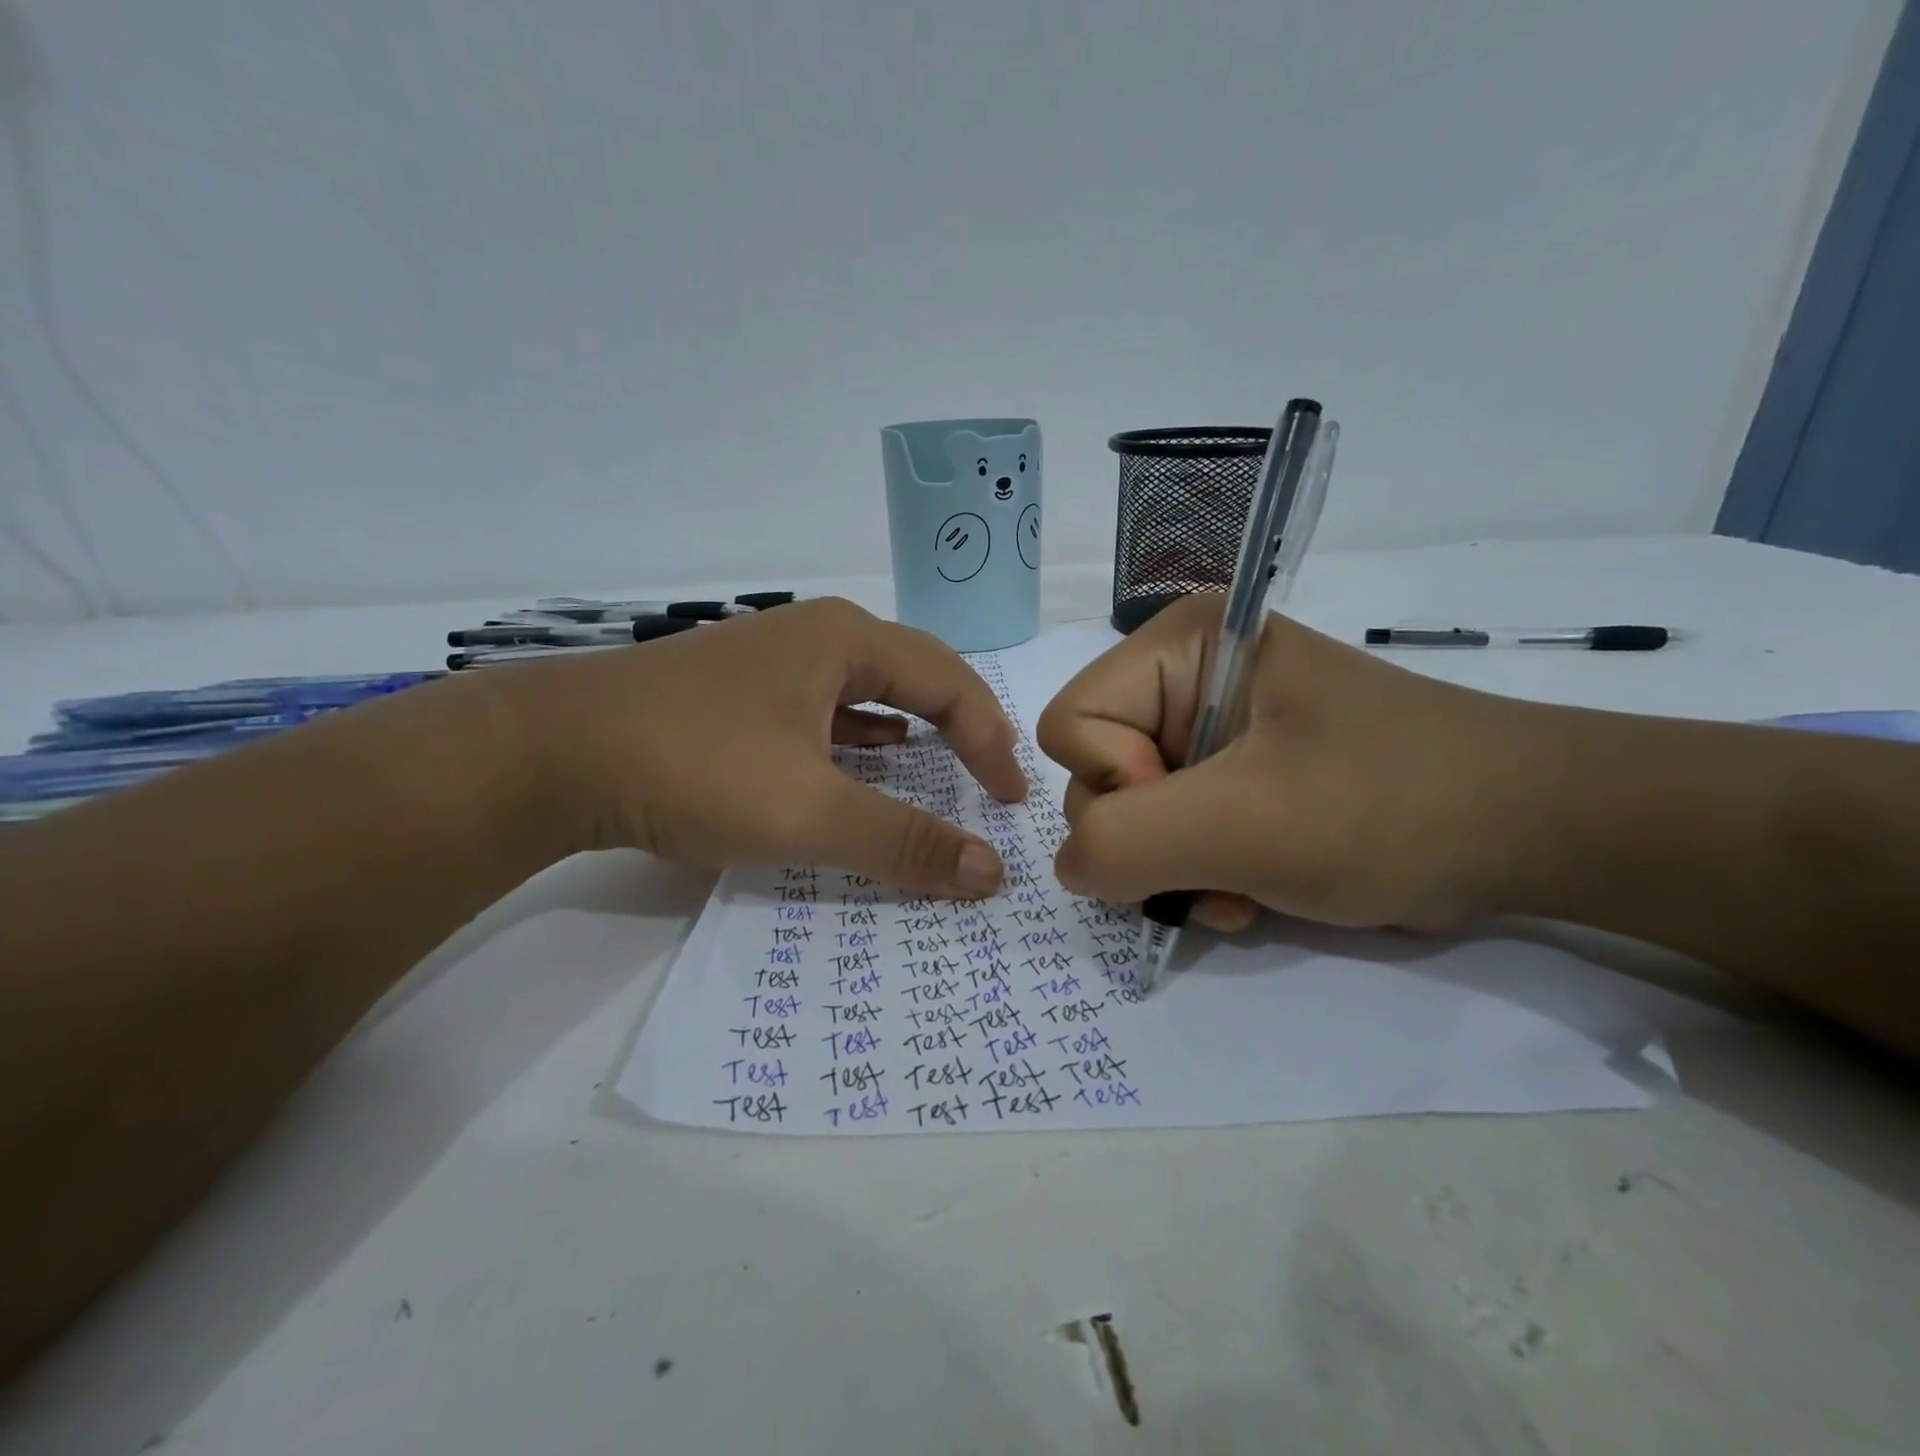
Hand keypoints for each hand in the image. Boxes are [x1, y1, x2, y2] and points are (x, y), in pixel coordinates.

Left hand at [492, 599, 1026, 895]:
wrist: (548, 754)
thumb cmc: (693, 767)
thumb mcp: (807, 812)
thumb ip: (903, 842)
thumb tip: (988, 873)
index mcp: (846, 641)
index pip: (950, 684)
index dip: (990, 742)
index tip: (1009, 802)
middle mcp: (814, 635)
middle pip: (914, 674)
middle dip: (960, 724)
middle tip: (988, 776)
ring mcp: (770, 659)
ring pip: (866, 689)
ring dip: (910, 728)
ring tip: (939, 766)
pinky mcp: (736, 691)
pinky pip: (823, 707)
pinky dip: (858, 736)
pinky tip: (862, 758)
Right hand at [1035, 593, 1540, 931]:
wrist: (1533, 830)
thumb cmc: (1390, 806)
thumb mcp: (1245, 824)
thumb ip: (1124, 841)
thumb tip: (1073, 866)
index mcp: (1179, 645)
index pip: (1072, 723)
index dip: (1116, 785)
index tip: (1198, 815)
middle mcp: (1184, 676)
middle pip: (1096, 770)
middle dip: (1150, 838)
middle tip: (1223, 865)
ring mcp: (1208, 726)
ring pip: (1130, 810)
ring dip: (1176, 866)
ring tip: (1244, 887)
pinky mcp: (1235, 771)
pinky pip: (1172, 826)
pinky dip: (1199, 870)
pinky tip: (1252, 889)